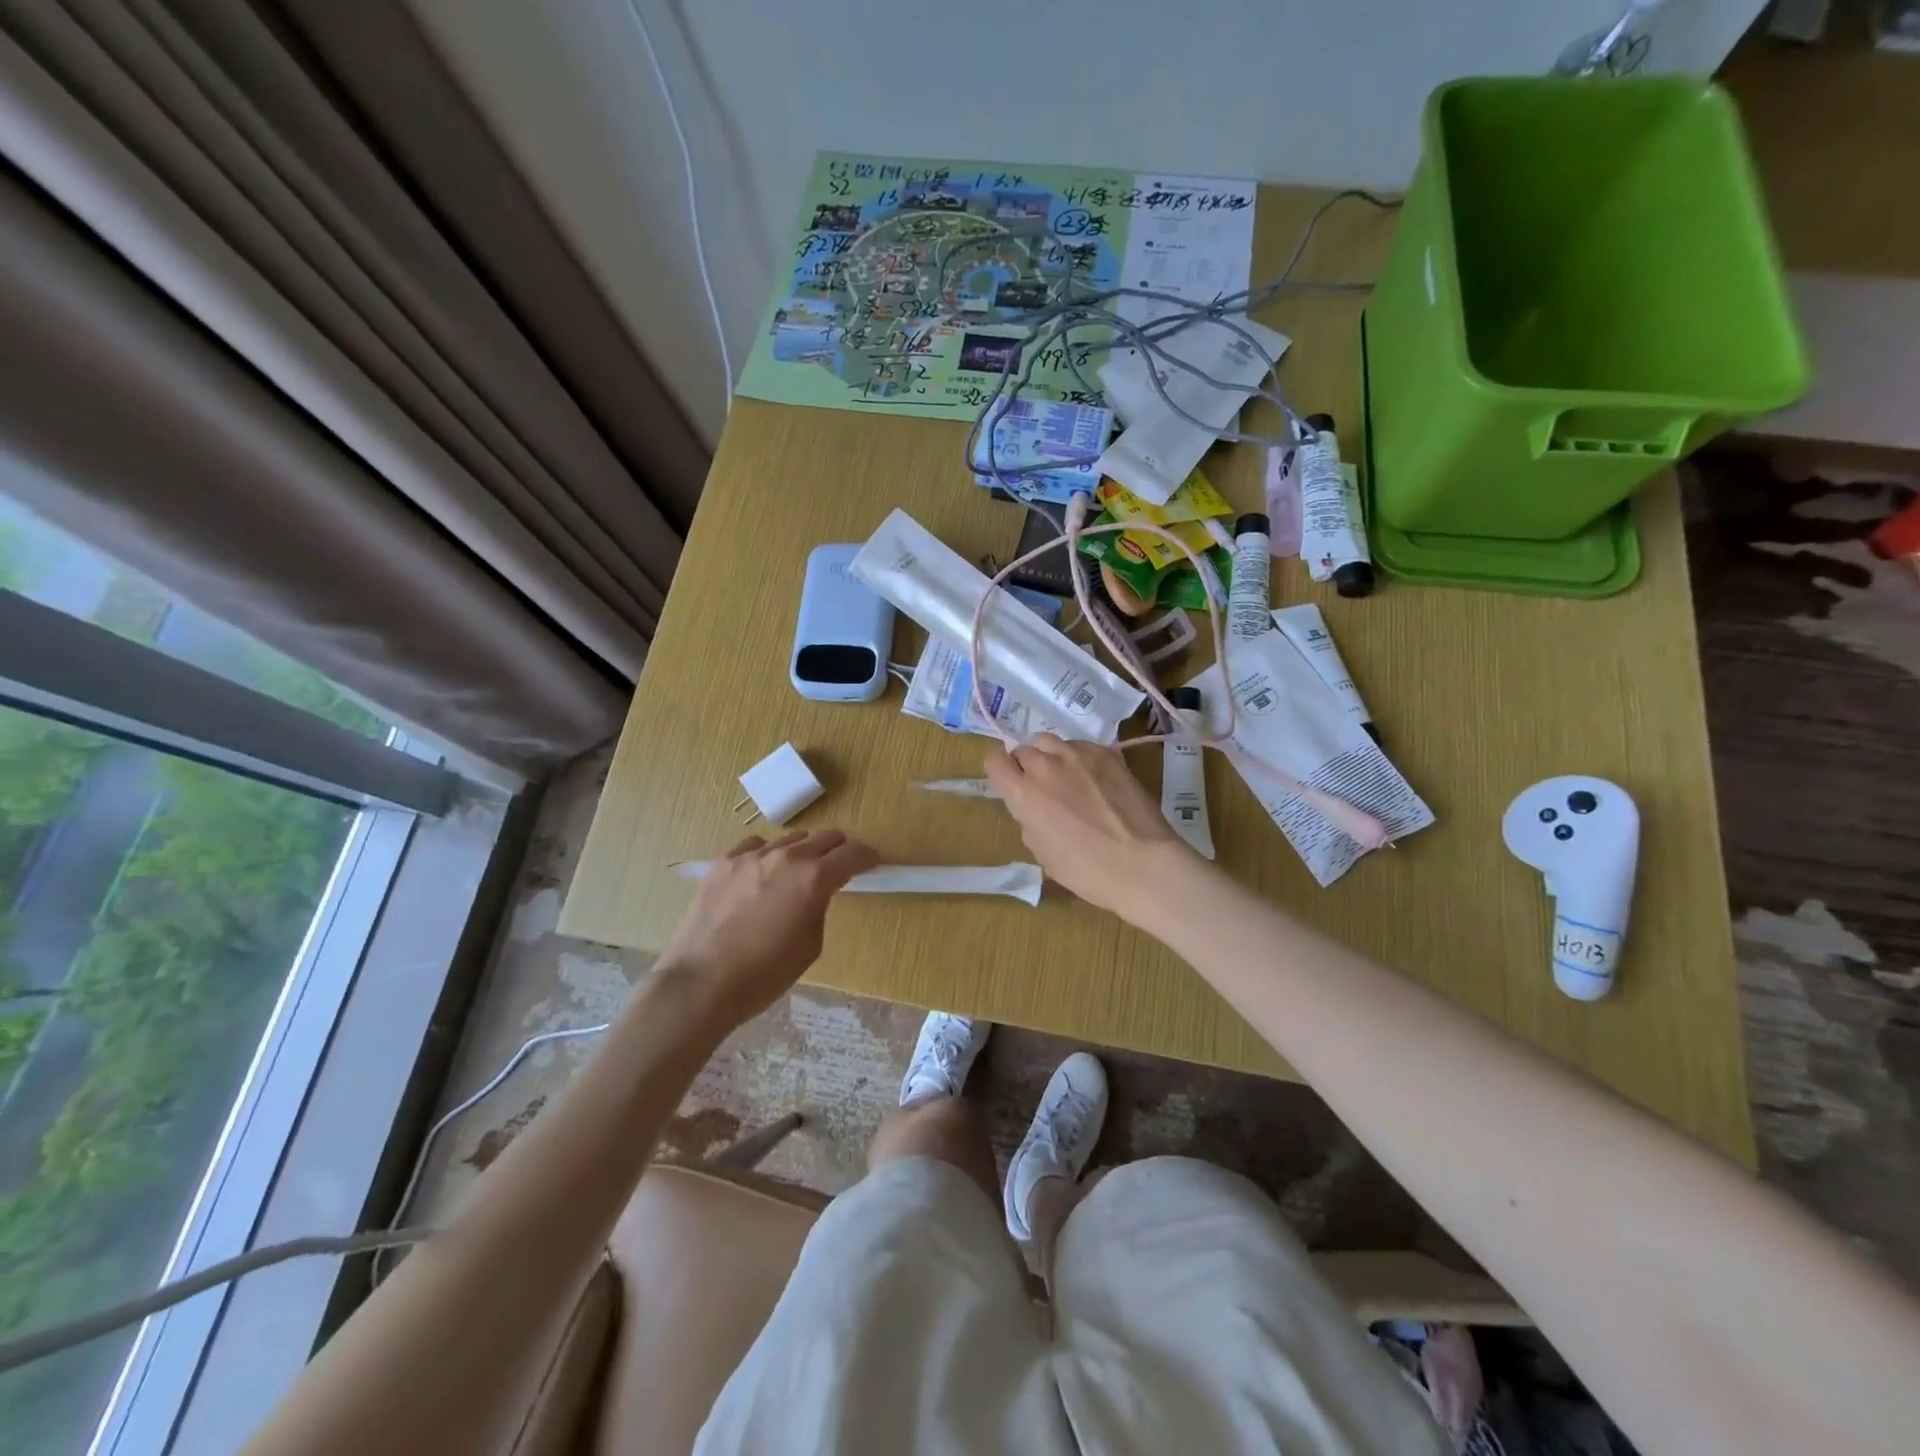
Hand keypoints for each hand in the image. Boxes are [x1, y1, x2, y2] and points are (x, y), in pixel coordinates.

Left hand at [658, 830, 878, 1026]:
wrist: (700, 983)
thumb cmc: (764, 975)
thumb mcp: (811, 944)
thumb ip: (820, 906)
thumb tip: (818, 892)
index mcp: (814, 879)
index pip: (853, 853)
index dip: (868, 857)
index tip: (872, 864)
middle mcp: (786, 857)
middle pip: (826, 837)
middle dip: (839, 850)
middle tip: (839, 869)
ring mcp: (752, 855)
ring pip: (791, 838)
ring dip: (803, 852)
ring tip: (796, 875)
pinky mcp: (724, 861)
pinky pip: (756, 846)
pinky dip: (768, 855)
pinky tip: (761, 875)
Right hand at [983, 734, 1196, 917]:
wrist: (1142, 864)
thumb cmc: (1086, 871)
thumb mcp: (1042, 853)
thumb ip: (1029, 821)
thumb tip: (1034, 808)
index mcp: (1023, 794)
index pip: (994, 761)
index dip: (1000, 771)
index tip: (1009, 782)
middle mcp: (1045, 766)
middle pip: (1023, 750)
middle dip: (1026, 765)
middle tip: (1042, 787)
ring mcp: (1077, 755)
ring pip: (1050, 741)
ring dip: (1050, 756)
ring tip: (1065, 776)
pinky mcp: (1106, 753)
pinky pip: (1080, 745)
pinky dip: (1078, 757)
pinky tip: (1093, 778)